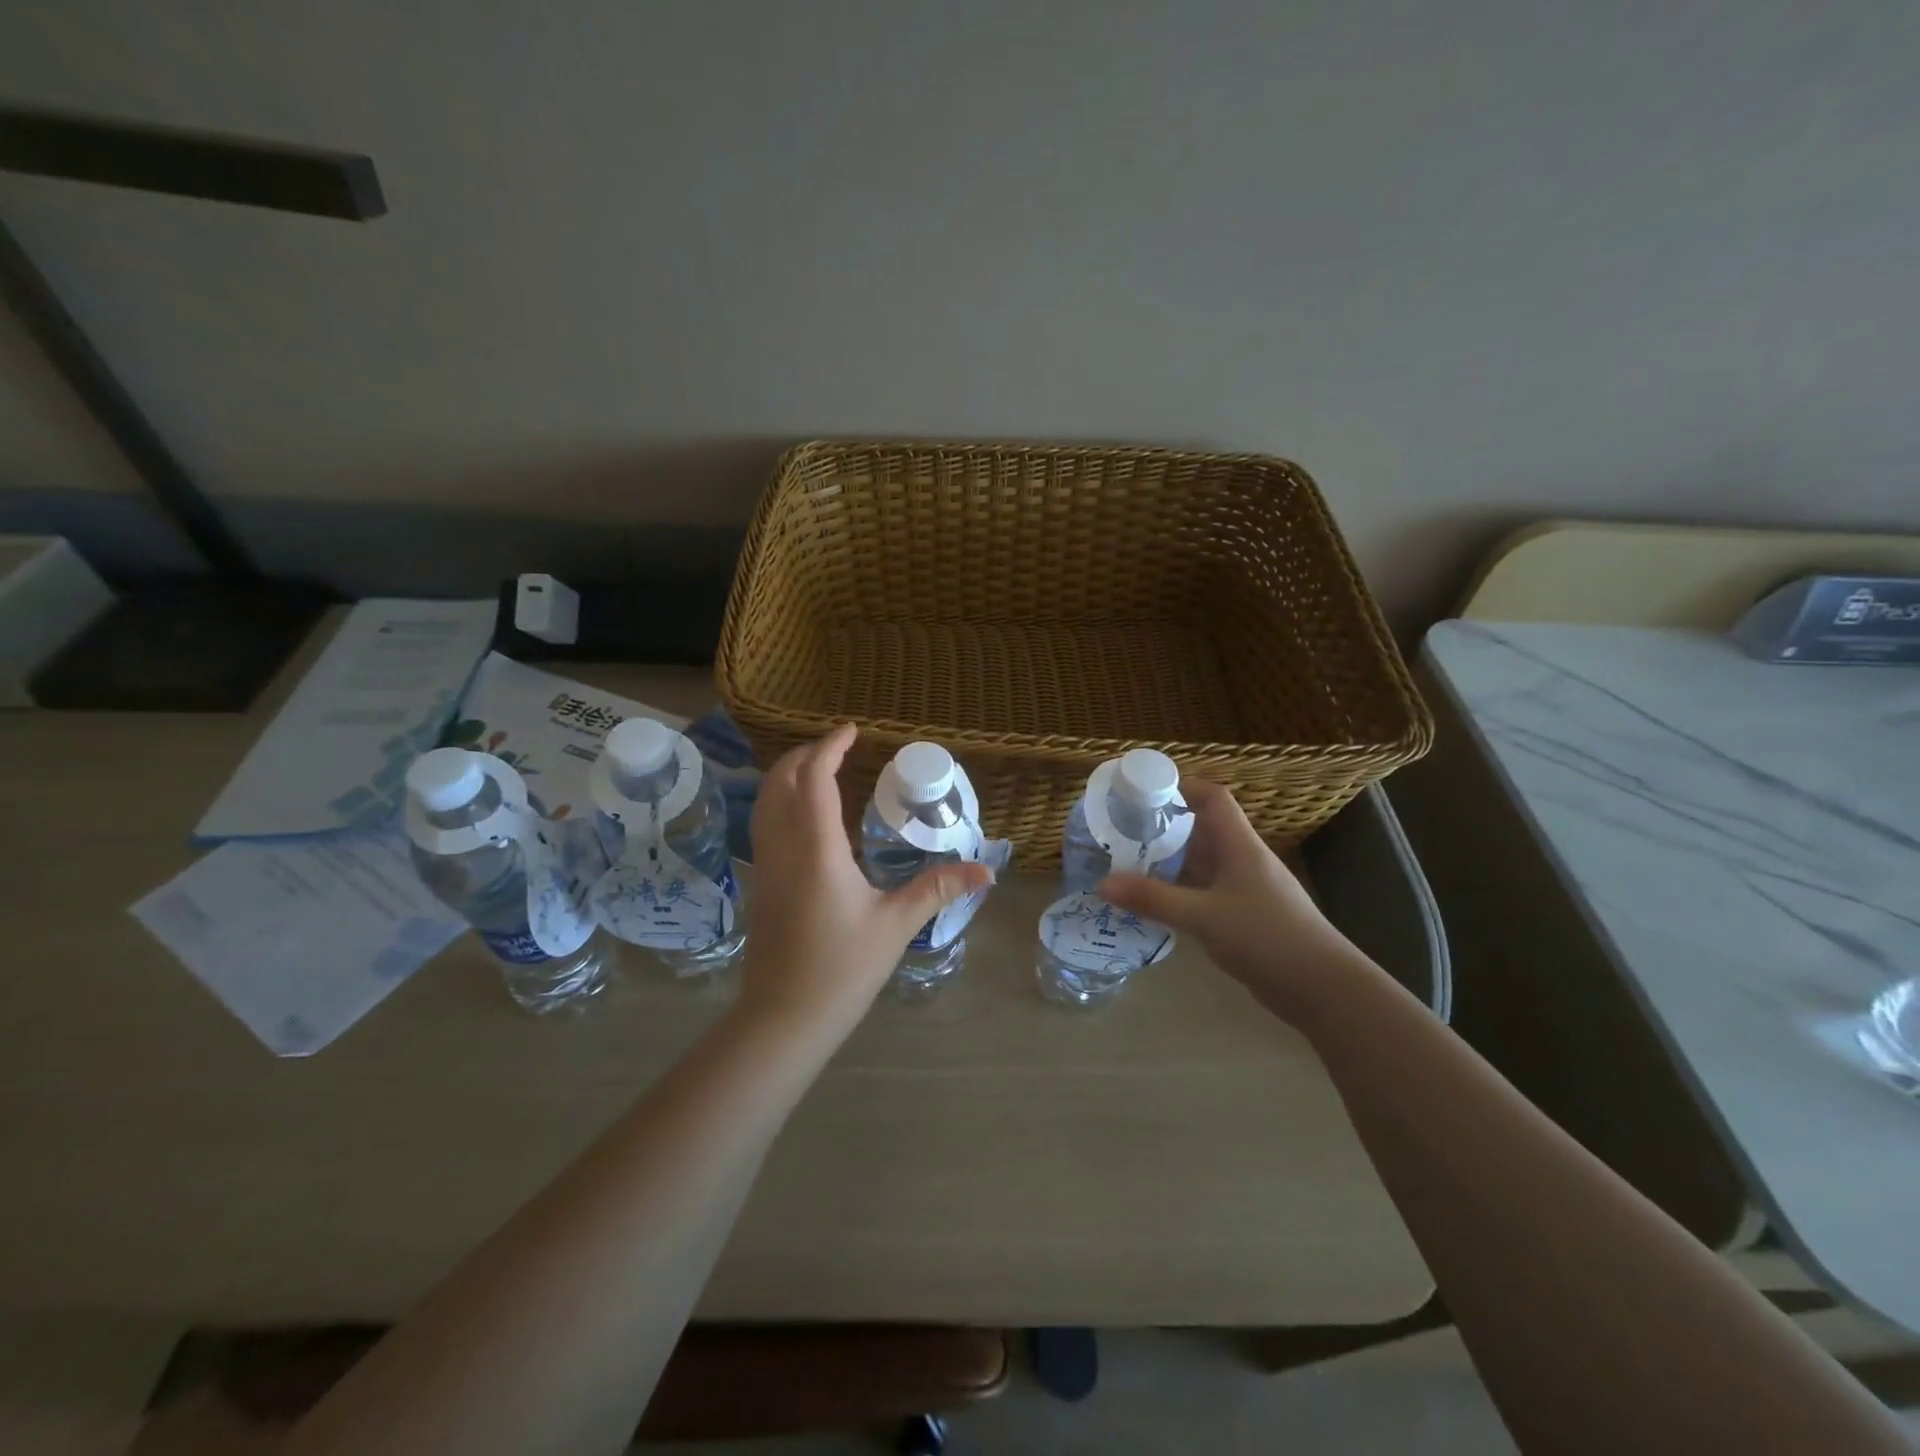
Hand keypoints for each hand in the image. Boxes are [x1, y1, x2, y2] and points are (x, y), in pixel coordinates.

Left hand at [738, 724, 992, 1036]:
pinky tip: (803, 818)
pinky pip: (764, 825)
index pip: (815, 779)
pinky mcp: (761, 884)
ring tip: (817, 770)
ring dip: (787, 776)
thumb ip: (938, 889)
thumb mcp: (896, 925)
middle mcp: (783, 847)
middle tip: (836, 747)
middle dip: (804, 755)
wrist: (784, 1017)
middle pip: (780, 782)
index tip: (851, 730)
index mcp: (816, 849)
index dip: (830, 748)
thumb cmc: (842, 968)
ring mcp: (766, 865)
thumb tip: (986, 871)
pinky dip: (780, 802)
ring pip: (765, 802)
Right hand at [1098, 779, 1366, 1025]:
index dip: (1182, 786)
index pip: (1213, 798)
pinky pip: (1206, 892)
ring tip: (1129, 864)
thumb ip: (1154, 899)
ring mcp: (1247, 890)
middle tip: (1124, 831)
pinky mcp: (1246, 917)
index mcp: (1240, 846)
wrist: (1323, 988)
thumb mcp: (1204, 916)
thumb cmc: (1267, 937)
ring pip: (1203, 864)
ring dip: (1171, 862)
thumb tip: (1103, 884)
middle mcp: (1244, 860)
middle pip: (1203, 829)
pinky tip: (1156, 903)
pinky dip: (1181, 892)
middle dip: (1165, 827)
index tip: (1144, 790)